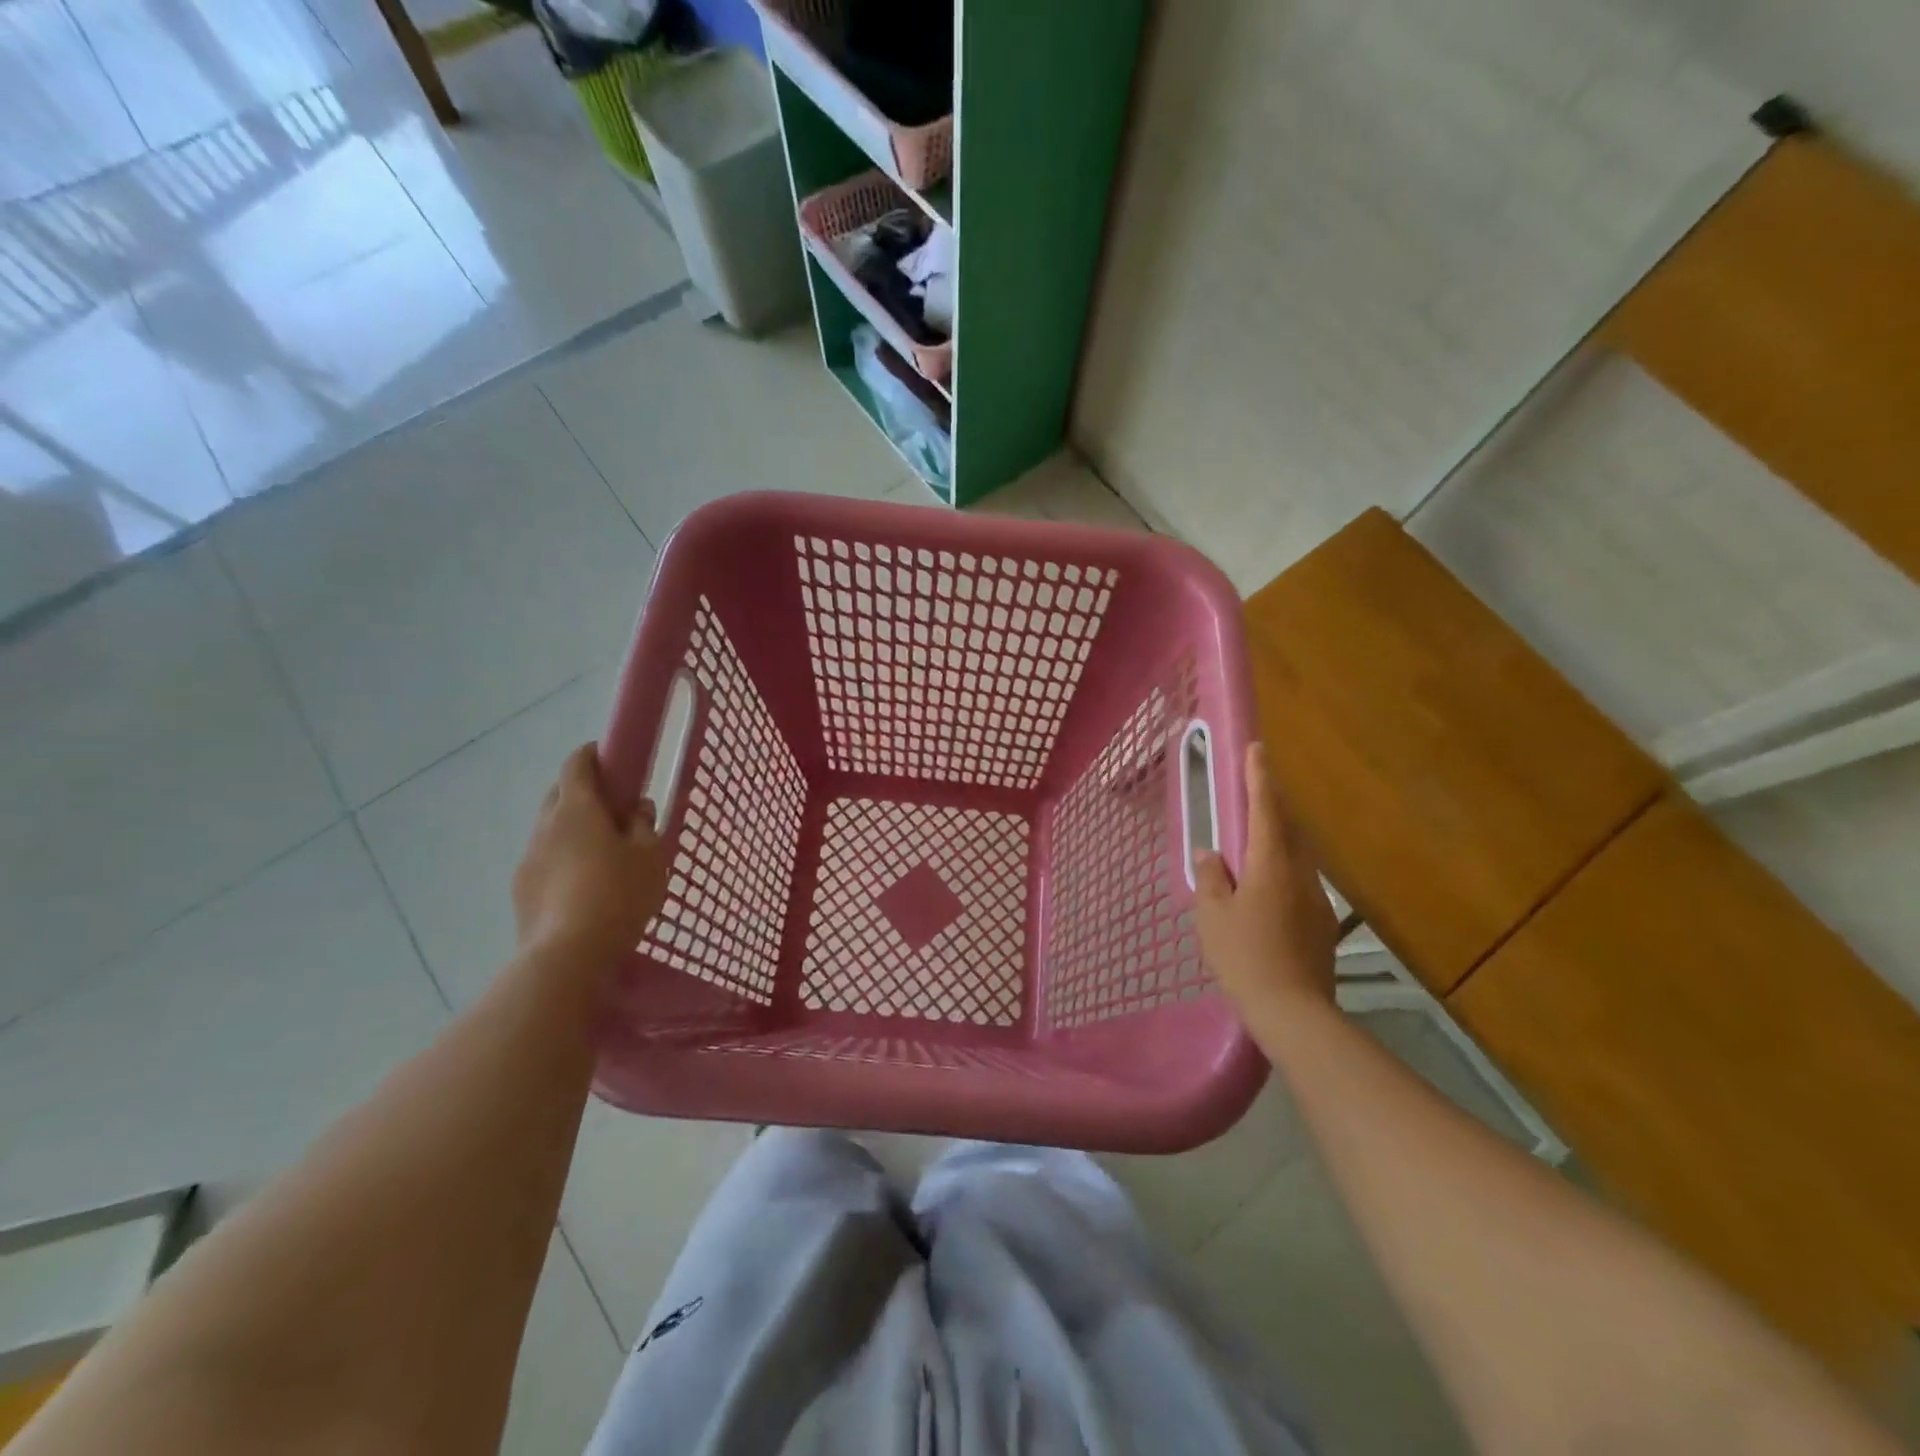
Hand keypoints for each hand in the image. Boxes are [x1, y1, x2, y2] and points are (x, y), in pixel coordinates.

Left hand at [513, 744, 667, 965]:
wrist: (568, 956)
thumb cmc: (619, 895)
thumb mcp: (650, 857)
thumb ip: (645, 826)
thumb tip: (637, 808)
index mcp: (577, 809)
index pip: (577, 764)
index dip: (593, 755)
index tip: (611, 757)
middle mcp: (545, 827)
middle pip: (558, 794)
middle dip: (582, 791)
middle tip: (613, 808)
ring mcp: (528, 859)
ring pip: (550, 829)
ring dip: (572, 829)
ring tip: (601, 851)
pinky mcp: (522, 891)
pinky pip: (544, 860)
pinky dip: (562, 859)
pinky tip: (583, 884)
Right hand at [1194, 744, 1338, 1028]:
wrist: (1294, 1011)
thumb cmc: (1244, 956)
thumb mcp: (1212, 915)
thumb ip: (1212, 878)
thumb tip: (1213, 854)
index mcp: (1271, 865)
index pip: (1265, 810)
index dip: (1260, 778)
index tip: (1258, 750)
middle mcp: (1300, 874)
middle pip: (1289, 828)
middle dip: (1274, 804)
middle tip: (1257, 790)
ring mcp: (1316, 899)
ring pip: (1298, 855)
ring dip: (1280, 838)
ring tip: (1257, 839)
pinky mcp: (1322, 924)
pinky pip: (1300, 881)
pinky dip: (1283, 870)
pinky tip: (1267, 890)